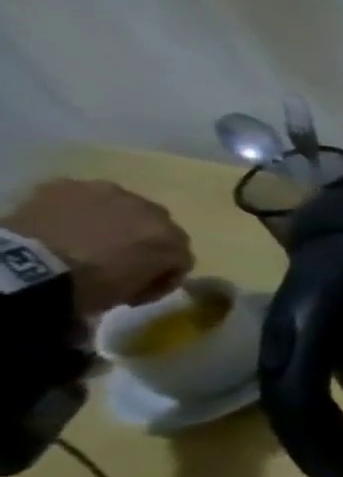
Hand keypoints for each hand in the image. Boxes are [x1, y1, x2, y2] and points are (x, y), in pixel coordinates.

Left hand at [6, 179, 193, 315]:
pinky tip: (64, 224)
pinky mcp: (69, 186)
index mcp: (171, 239)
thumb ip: (153, 273)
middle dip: (142, 239)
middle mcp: (152, 210)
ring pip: (121, 205)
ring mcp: (109, 193)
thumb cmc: (89, 284)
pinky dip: (77, 210)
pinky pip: (80, 197)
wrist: (29, 265)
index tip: (142, 284)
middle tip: (117, 257)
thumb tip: (146, 270)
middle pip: (156, 224)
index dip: (163, 270)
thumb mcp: (135, 290)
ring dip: (113, 220)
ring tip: (88, 237)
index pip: (179, 254)